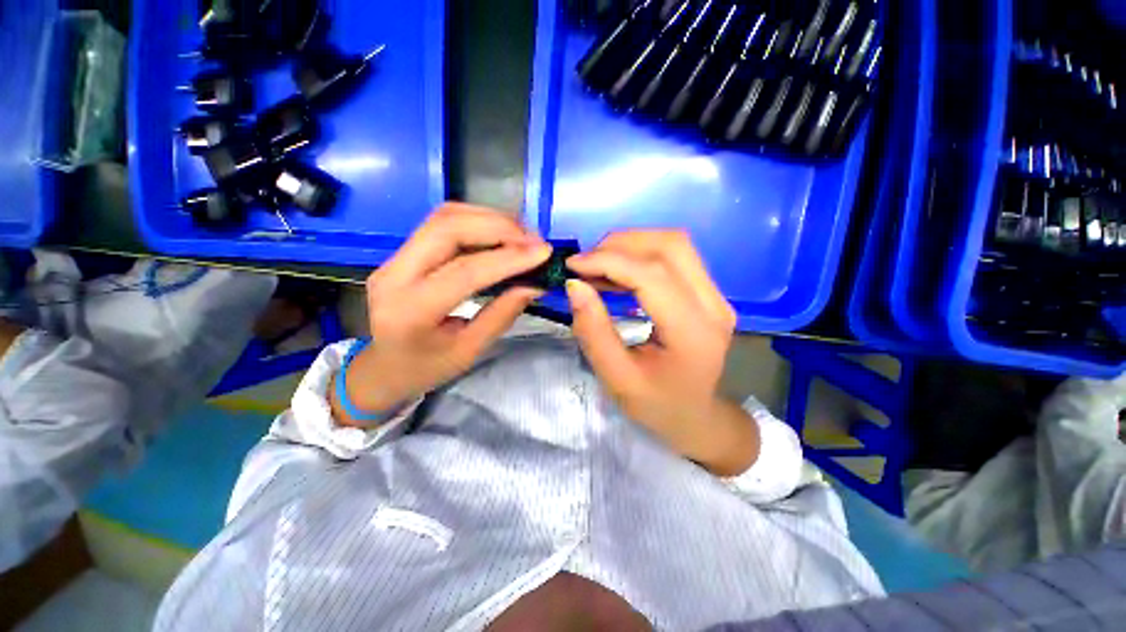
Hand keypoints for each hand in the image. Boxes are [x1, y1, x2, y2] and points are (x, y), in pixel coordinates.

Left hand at [331, 204, 551, 425]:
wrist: (384, 368)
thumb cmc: (427, 368)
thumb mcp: (470, 350)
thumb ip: (502, 314)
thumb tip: (535, 285)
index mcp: (411, 311)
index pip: (464, 271)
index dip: (508, 258)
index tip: (543, 252)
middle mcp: (395, 274)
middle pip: (448, 228)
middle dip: (499, 227)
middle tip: (534, 240)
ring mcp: (394, 258)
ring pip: (444, 217)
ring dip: (490, 220)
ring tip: (523, 236)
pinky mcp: (403, 252)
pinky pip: (443, 223)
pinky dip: (478, 221)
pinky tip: (501, 234)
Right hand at [565, 231, 759, 475]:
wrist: (697, 418)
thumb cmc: (657, 406)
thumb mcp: (617, 379)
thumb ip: (594, 332)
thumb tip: (575, 286)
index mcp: (693, 333)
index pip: (652, 275)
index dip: (609, 261)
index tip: (572, 266)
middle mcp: (713, 305)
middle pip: (671, 246)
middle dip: (620, 244)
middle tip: (585, 264)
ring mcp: (716, 296)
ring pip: (674, 244)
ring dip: (630, 245)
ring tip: (597, 266)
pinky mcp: (708, 293)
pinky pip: (675, 257)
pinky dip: (640, 255)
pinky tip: (616, 273)